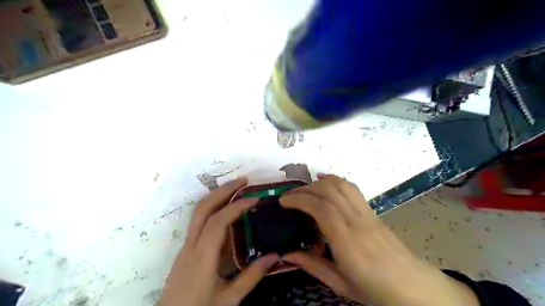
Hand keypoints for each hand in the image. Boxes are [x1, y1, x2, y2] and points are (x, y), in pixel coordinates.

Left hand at [157, 177, 276, 305]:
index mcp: (202, 257)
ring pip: (198, 211)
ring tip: (236, 188)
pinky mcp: (186, 247)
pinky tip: (225, 208)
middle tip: (243, 180)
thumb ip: (252, 277)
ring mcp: (186, 245)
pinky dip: (212, 206)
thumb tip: (275, 256)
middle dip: (223, 190)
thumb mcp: (229, 299)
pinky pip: (198, 219)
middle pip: (203, 208)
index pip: (218, 222)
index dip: (236, 207)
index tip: (254, 199)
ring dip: (217, 195)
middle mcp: (191, 245)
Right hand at [278, 175, 477, 305]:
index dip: (300, 200)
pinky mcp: (372, 210)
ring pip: (341, 185)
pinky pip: (352, 188)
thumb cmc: (374, 289)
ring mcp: (367, 213)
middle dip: (305, 189)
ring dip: (319, 182)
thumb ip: (312, 266)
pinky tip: (324, 181)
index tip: (283, 201)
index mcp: (348, 243)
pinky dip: (335, 180)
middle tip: (289, 196)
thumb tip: (287, 253)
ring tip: (303, 188)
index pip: (322, 209)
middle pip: (329, 192)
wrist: (412, 286)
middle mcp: (358, 222)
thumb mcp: (340, 284)